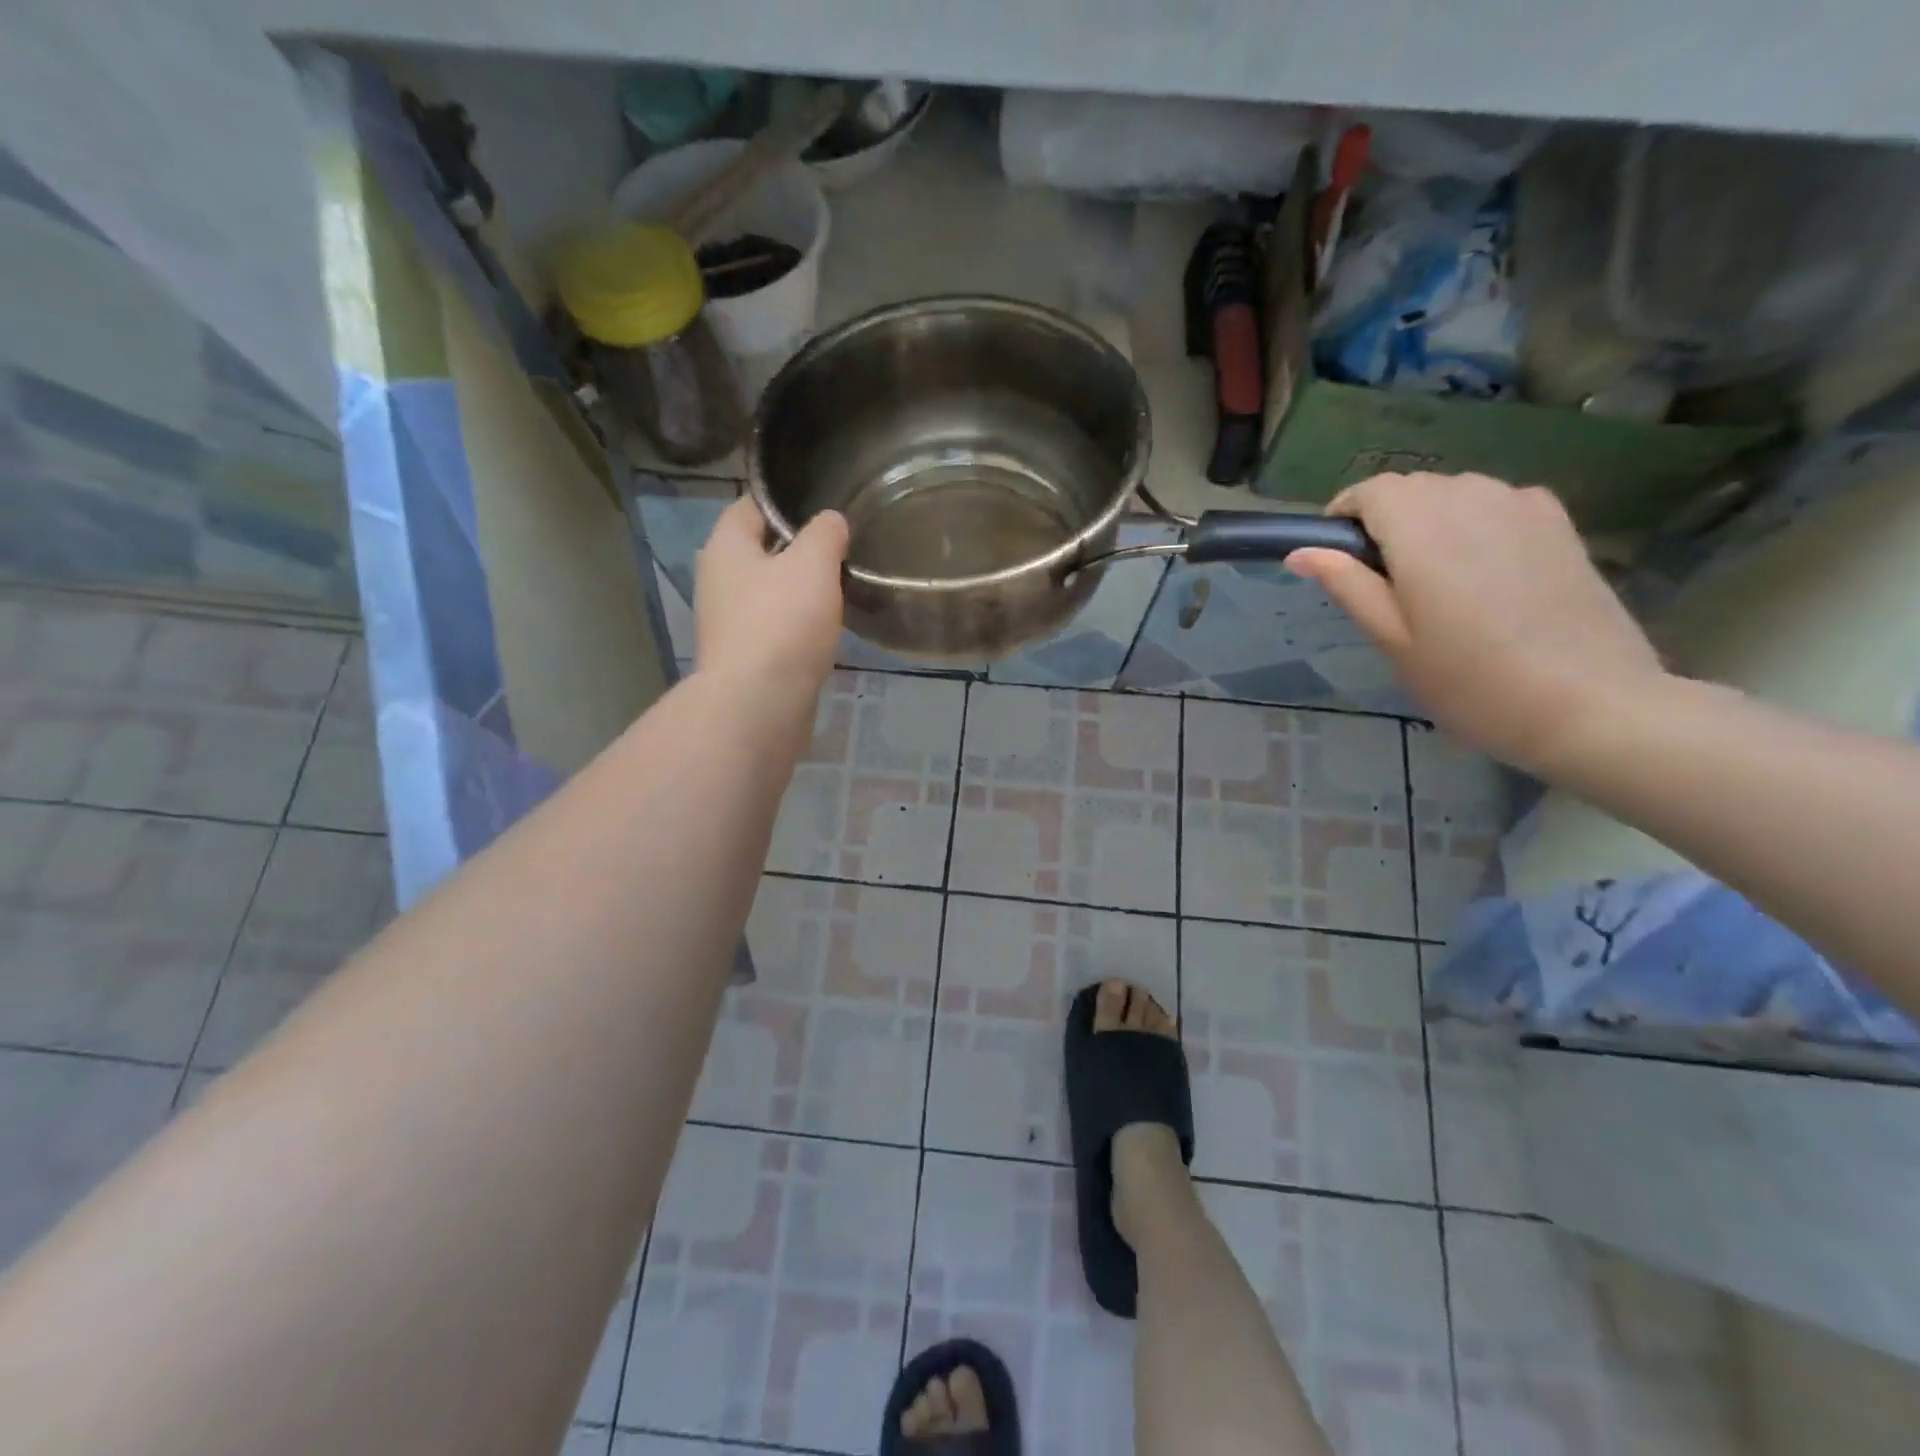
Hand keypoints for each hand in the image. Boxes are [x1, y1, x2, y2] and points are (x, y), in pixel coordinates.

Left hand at [694, 497, 849, 702]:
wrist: (758, 705)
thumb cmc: (782, 623)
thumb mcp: (813, 564)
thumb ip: (825, 534)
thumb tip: (830, 521)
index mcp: (725, 547)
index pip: (751, 506)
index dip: (786, 503)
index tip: (824, 508)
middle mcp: (717, 580)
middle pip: (760, 551)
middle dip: (796, 550)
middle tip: (839, 551)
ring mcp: (727, 623)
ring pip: (768, 593)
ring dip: (798, 592)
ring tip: (838, 590)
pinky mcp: (743, 658)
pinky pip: (773, 628)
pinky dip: (796, 626)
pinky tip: (823, 631)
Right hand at [1285, 472, 1665, 773]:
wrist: (1588, 703)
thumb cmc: (1469, 680)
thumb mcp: (1392, 639)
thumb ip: (1347, 585)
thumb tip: (1300, 552)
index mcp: (1422, 528)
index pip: (1370, 491)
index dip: (1344, 514)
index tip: (1336, 556)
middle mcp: (1472, 499)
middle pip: (1413, 488)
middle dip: (1386, 519)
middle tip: (1382, 581)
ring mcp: (1523, 506)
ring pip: (1456, 492)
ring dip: (1430, 519)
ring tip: (1433, 578)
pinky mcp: (1560, 523)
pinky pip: (1498, 503)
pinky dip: (1474, 522)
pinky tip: (1483, 569)